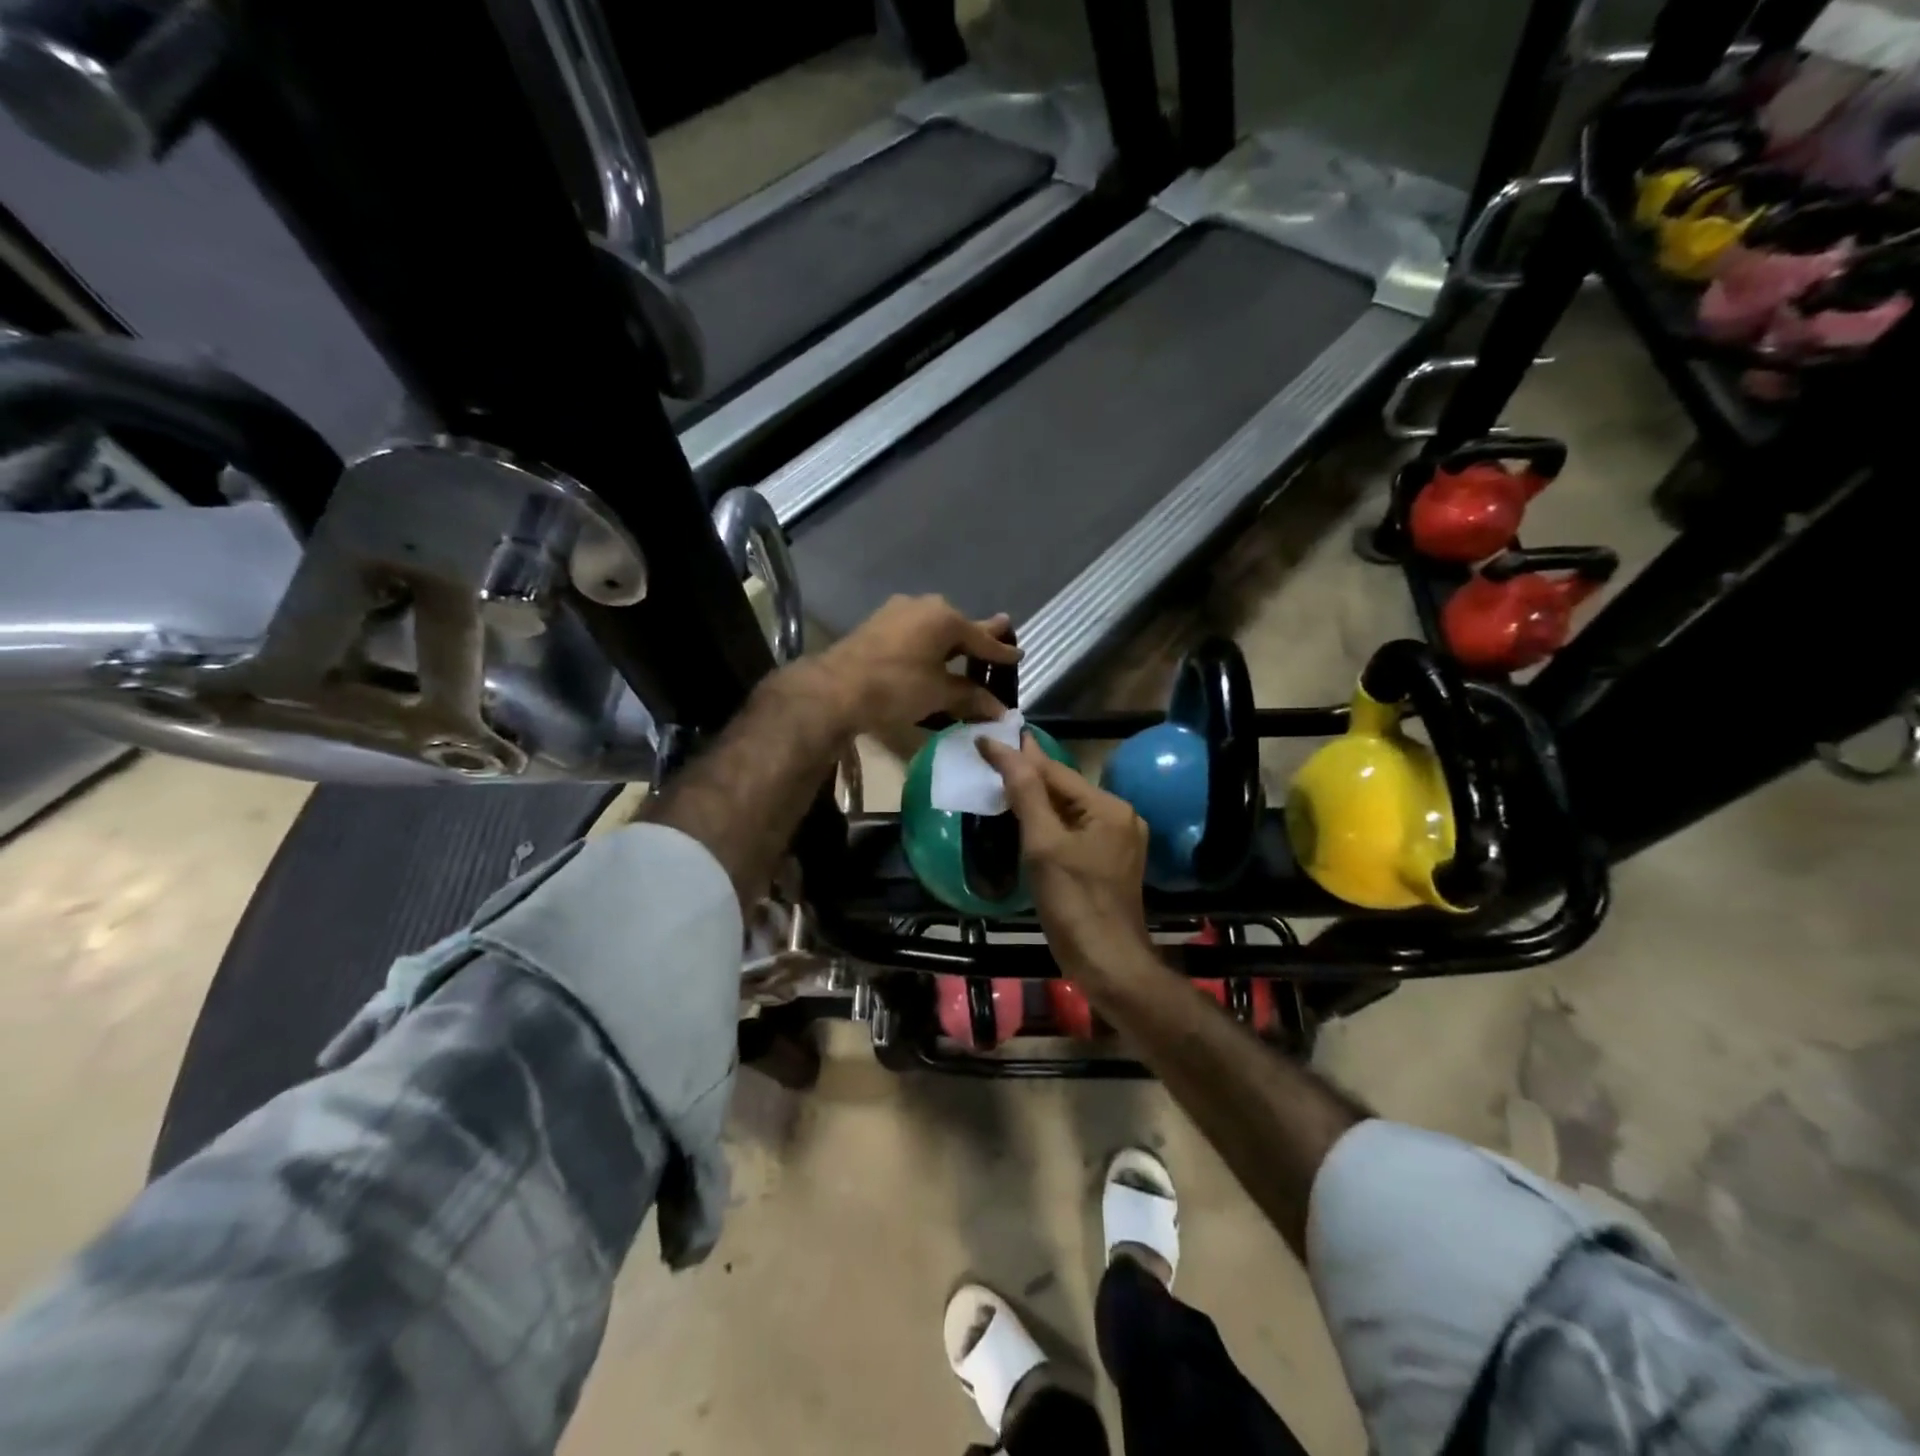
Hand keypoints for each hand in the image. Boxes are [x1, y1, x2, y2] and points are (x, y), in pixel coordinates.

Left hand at [810, 595, 1019, 735]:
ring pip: (935, 626)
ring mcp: (898, 611)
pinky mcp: (878, 622)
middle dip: (979, 635)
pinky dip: (929, 642)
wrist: (835, 688)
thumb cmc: (896, 688)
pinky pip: (915, 630)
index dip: (1001, 652)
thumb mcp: (938, 694)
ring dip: (951, 639)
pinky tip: (931, 652)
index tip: (1019, 655)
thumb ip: (971, 697)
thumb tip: (1000, 711)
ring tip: (966, 646)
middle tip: (1001, 630)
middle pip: (959, 626)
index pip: (982, 640)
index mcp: (945, 618)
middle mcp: (924, 606)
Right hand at [978, 735, 1153, 981]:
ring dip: (1037, 801)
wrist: (1107, 964)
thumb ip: (1026, 793)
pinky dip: (1049, 825)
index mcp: (1108, 807)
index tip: (986, 739)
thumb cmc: (1073, 902)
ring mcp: (1118, 842)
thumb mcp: (1043, 844)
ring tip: (1000, 785)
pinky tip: (1025, 824)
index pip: (1055, 771)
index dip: (1018, 756)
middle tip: (990, 758)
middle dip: (1028, 776)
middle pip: (1065, 789)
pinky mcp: (1110, 864)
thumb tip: (1006, 748)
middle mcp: (1120, 817)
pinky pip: (1075, 832)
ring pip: (1069, 811)